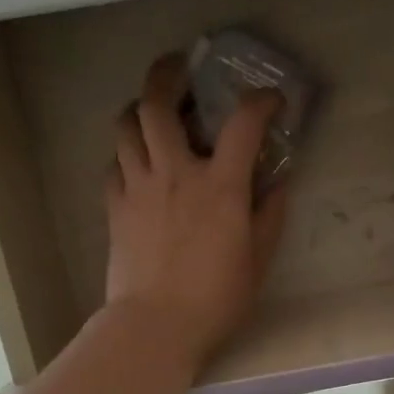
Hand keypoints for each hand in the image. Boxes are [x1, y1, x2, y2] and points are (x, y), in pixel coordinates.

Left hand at [104, 53, 288, 368]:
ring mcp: (139, 187)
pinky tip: (138, 162)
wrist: (155, 326)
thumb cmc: (216, 296)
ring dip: (139, 109)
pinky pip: (114, 164)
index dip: (260, 102)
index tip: (270, 99)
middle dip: (167, 75)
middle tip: (178, 67)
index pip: (243, 124)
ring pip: (126, 127)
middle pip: (157, 105)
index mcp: (220, 185)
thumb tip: (278, 183)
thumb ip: (271, 213)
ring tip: (152, 110)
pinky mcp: (115, 207)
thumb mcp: (259, 257)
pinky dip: (127, 153)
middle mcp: (175, 172)